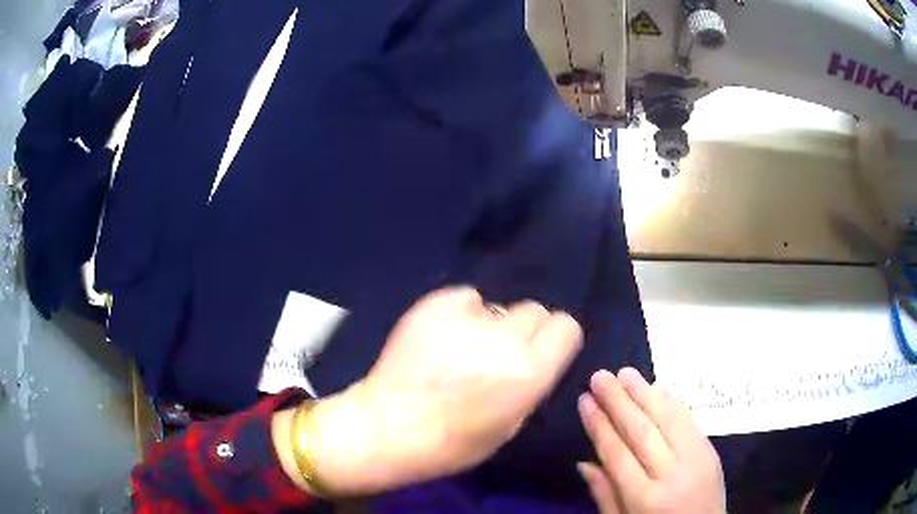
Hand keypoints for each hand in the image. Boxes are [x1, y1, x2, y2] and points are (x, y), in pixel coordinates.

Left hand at [302, 286, 582, 495]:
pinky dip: (459, 313)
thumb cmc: (452, 443)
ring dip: (489, 325)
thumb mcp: (509, 426)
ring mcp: (466, 317)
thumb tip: (534, 359)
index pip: (566, 327)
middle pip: (535, 310)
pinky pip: (464, 298)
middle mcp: (504, 338)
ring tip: (462, 348)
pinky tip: (441, 336)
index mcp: (529, 371)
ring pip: (498, 306)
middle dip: (525, 331)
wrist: (387, 427)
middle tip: (500, 353)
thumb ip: (530, 385)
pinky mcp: (434, 304)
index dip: (555, 340)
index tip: (542, 352)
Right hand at [577, 369, 725, 513]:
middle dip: (619, 401)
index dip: (599, 425)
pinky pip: (691, 421)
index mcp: (644, 498)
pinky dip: (673, 402)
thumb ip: (605, 495)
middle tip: (600, 376)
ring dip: (646, 393)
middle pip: (642, 431)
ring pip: (668, 419)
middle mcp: (671, 474)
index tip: (585, 399)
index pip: (617, 454)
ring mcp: (696, 460)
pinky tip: (658, 388)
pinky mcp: (711, 452)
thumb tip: (583, 463)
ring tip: (625, 373)